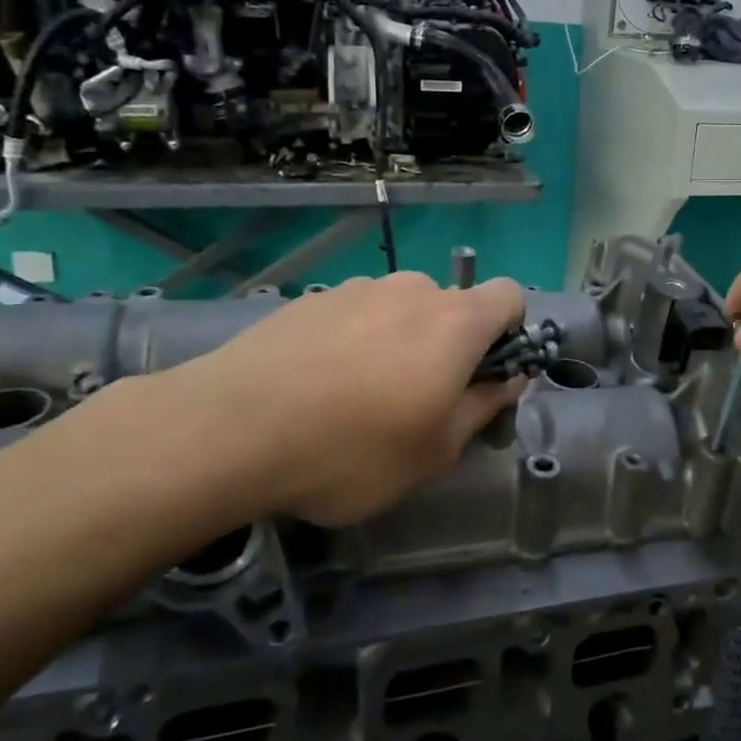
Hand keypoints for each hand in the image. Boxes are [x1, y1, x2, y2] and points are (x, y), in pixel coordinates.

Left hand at [140, 272, 526, 525]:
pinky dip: (354, 342)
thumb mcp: (435, 450)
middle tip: (418, 402)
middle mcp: (412, 291)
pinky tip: (318, 388)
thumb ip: (484, 406)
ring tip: (358, 398)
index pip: (510, 295)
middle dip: (449, 346)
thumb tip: (509, 378)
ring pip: (400, 311)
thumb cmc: (352, 449)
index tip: (483, 377)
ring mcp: (357, 290)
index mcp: (455, 322)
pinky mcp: (311, 300)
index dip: (510, 332)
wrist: (230, 428)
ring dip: (399, 343)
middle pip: (452, 307)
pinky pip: (355, 316)